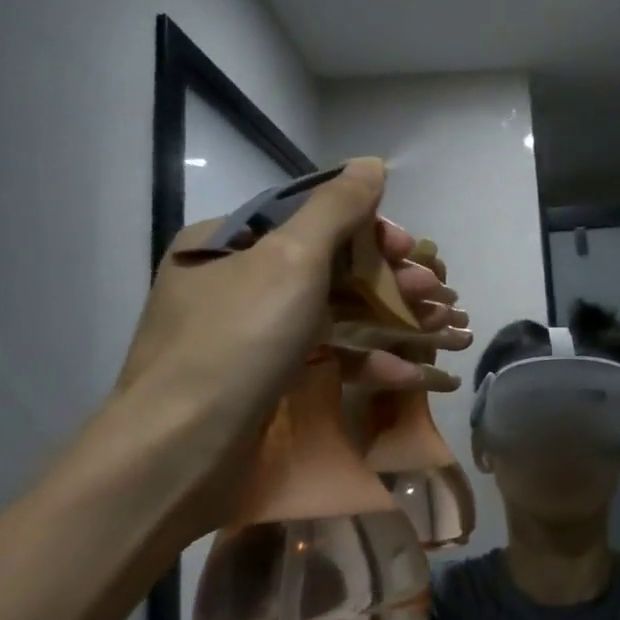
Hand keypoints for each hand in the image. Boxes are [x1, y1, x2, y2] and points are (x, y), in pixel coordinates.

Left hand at [112, 159, 467, 470]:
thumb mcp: (291, 259)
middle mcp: (235, 282)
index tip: (410, 250)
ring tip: (442, 329)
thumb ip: (336, 207)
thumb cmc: (236, 342)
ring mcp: (251, 336)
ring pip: (336, 314)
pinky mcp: (267, 382)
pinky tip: (412, 374)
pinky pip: (325, 358)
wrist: (177, 456)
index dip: (371, 229)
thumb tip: (372, 163)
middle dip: (391, 280)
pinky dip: (368, 362)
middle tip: (437, 293)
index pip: (312, 217)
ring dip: (392, 320)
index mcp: (228, 243)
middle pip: (331, 267)